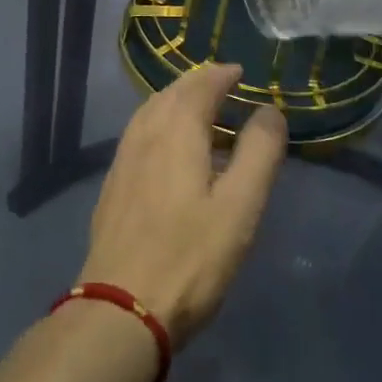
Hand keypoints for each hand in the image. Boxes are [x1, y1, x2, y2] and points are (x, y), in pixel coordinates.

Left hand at [79, 64, 287, 347]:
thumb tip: (268, 110)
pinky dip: (161, 124)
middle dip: (199, 84)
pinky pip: (140, 134)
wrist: (121, 307)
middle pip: (171, 93)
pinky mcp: (113, 184)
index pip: (199, 85)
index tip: (241, 73)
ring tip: (201, 112)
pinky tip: (170, 149)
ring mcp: (123, 159)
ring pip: (150, 112)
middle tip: (225, 87)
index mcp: (176, 130)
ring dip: (177, 102)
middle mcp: (144, 133)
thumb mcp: (240, 206)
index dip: (221, 75)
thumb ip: (259, 153)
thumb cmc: (190, 256)